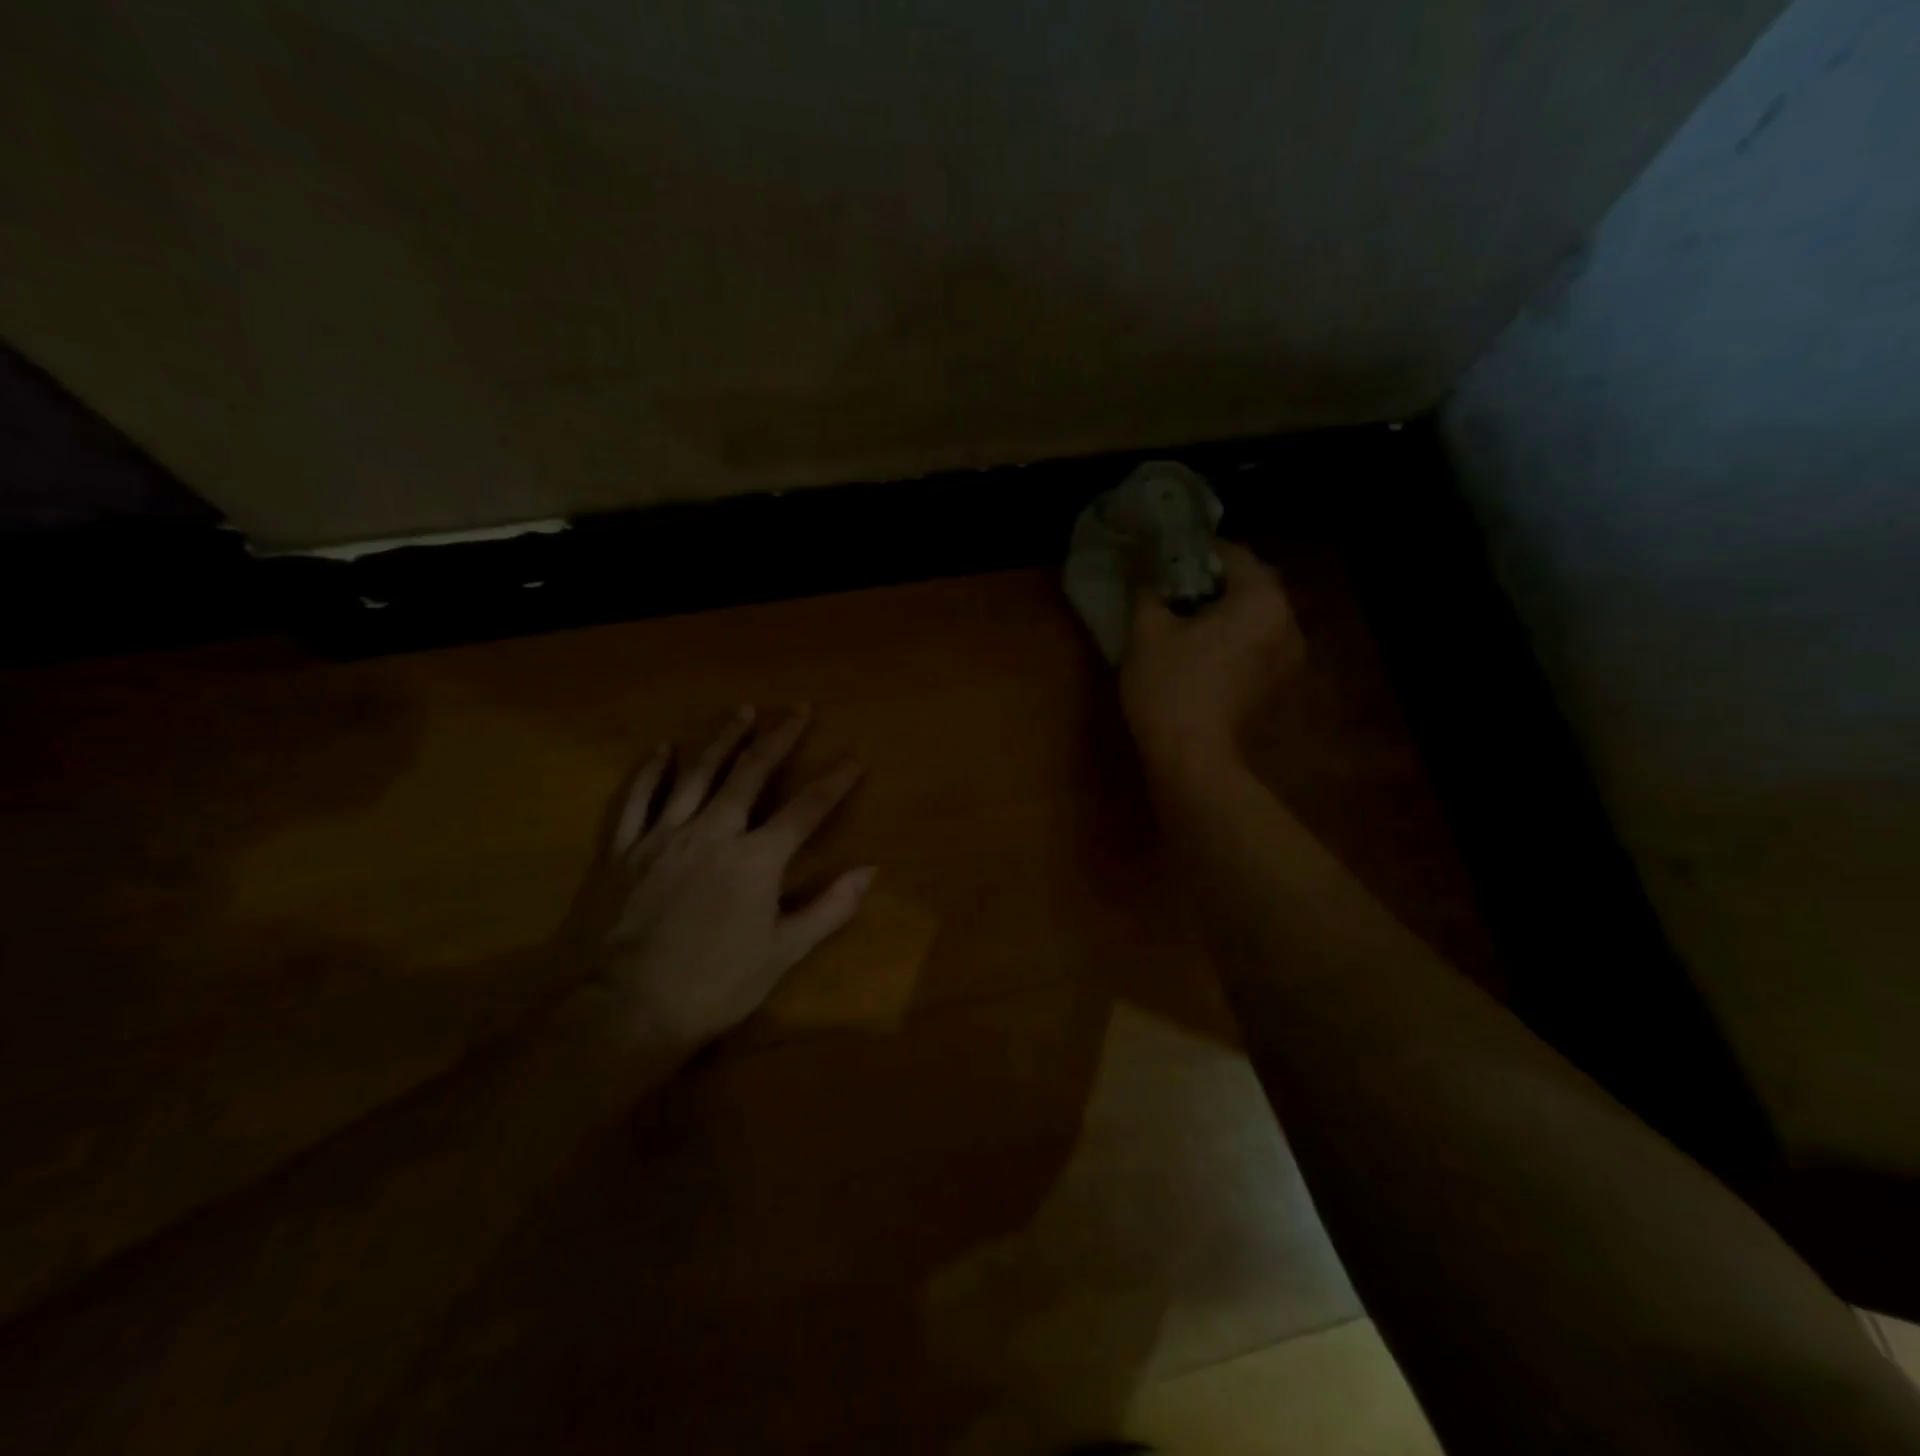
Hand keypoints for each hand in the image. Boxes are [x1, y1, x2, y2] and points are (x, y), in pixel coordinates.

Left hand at [575, 707, 871, 1053]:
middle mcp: (712, 833)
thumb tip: (870, 871)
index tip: (856, 754)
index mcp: (755, 860)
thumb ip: (828, 908)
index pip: (806, 809)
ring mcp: (662, 836)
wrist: (622, 1011)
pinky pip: (636, 799)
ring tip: (742, 710)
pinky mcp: (622, 850)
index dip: (835, 780)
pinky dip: (650, 771)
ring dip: (722, 739)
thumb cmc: (712, 987)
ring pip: (696, 774)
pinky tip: (662, 749)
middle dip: (779, 737)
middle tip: (798, 708)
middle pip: (750, 774)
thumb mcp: (781, 954)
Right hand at [1119, 540, 1303, 778]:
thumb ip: (1147, 591)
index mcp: (1263, 601)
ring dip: (1225, 615)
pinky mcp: (1278, 689)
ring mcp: (1289, 660)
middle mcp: (1289, 624)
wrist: (1193, 761)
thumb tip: (1142, 569)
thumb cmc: (1171, 687)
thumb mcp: (1148, 632)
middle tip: (1172, 590)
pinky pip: (1257, 648)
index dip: (1196, 552)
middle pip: (1250, 587)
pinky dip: (1234, 642)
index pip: (1234, 555)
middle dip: (1212, 584)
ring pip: (1255, 620)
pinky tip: (1202, 654)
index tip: (1166, 558)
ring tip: (1185, 622)